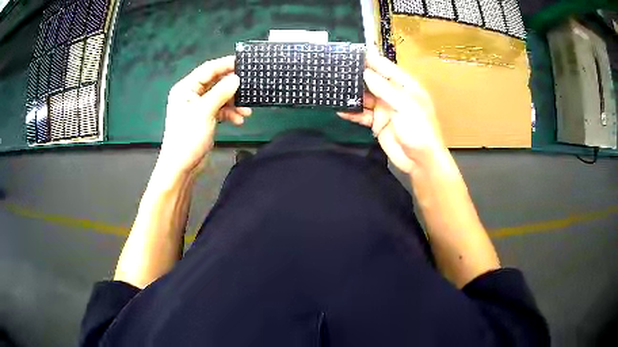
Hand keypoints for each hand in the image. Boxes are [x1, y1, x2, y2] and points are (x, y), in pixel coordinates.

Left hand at [157, 56, 251, 177]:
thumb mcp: (205, 111)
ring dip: (234, 103)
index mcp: (186, 88)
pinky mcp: (205, 118)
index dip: (225, 64)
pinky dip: (230, 114)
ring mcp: (198, 107)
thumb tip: (237, 78)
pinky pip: (220, 110)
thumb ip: (221, 92)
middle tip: (250, 85)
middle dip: (232, 87)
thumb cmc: (188, 136)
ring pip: (220, 97)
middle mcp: (191, 94)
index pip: (208, 70)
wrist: (181, 166)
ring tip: (247, 110)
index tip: (244, 62)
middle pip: (215, 83)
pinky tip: (239, 120)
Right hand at [338, 53, 444, 173]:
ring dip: (352, 94)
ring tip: (334, 86)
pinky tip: (339, 109)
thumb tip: (366, 73)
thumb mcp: (405, 106)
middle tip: (338, 68)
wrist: (420, 161)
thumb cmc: (419, 130)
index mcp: (406, 86)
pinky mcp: (377, 123)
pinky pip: (362, 114)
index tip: (353, 53)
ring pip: (365, 97)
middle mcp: (394, 94)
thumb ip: (385, 89)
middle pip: (373, 81)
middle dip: (358, 75)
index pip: (386, 68)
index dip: (371, 60)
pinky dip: (352, 112)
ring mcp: (385, 109)